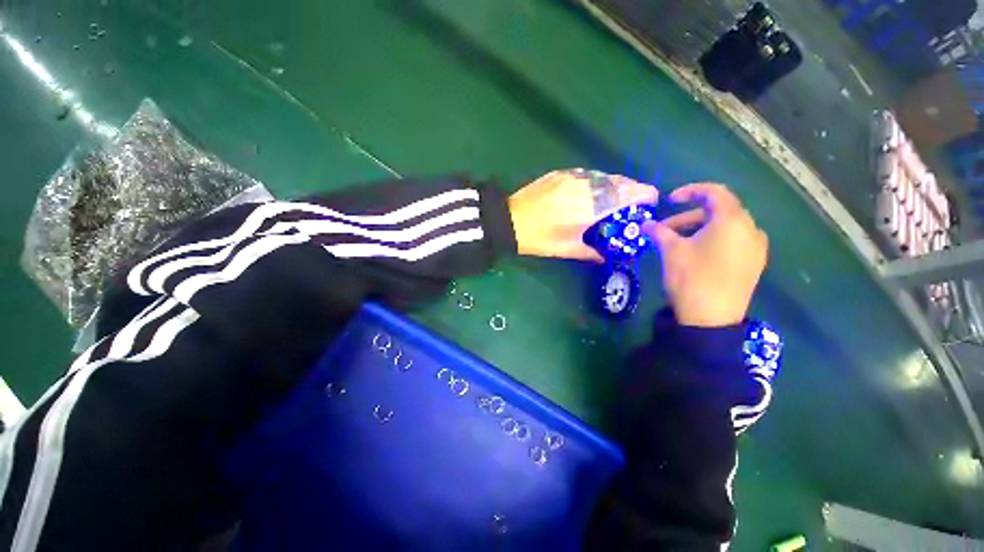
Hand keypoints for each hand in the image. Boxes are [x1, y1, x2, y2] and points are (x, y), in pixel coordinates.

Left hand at [509, 170, 657, 261]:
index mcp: (589, 208)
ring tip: (617, 193)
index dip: (643, 193)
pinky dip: (595, 180)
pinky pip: (585, 174)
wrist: (508, 221)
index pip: (625, 195)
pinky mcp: (558, 174)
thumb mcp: (565, 249)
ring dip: (614, 183)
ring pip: (601, 176)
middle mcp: (584, 188)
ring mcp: (570, 177)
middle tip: (636, 197)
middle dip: (631, 187)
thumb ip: (590, 252)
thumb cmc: (538, 239)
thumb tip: (604, 257)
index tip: (653, 197)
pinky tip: (593, 188)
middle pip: (617, 182)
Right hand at [644, 183, 767, 327]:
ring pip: (726, 227)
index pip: (714, 192)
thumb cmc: (691, 277)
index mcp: (733, 220)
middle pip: (719, 211)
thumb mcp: (671, 251)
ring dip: (700, 229)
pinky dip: (714, 240)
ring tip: (677, 243)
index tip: (669, 200)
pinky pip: (734, 241)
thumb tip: (644, 224)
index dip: (690, 192)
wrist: (711, 319)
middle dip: (688, 217)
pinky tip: (697, 253)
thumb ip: (659, 232)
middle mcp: (750, 229)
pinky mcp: (754, 264)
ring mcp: (755, 248)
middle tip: (665, 229)